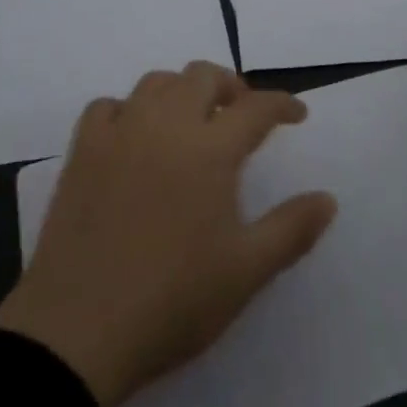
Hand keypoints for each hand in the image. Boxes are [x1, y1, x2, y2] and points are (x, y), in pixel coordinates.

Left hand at [0, 62, 337, 406]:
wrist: (78, 329)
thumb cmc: (173, 300)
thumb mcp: (246, 272)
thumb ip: (292, 229)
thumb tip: (328, 198)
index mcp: (209, 149)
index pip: (255, 108)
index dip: (282, 104)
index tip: (297, 114)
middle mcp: (165, 125)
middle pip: (202, 76)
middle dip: (231, 86)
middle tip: (242, 114)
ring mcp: (119, 133)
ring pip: (155, 82)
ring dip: (181, 90)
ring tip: (191, 120)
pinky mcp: (82, 151)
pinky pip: (107, 107)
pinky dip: (128, 109)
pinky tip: (133, 136)